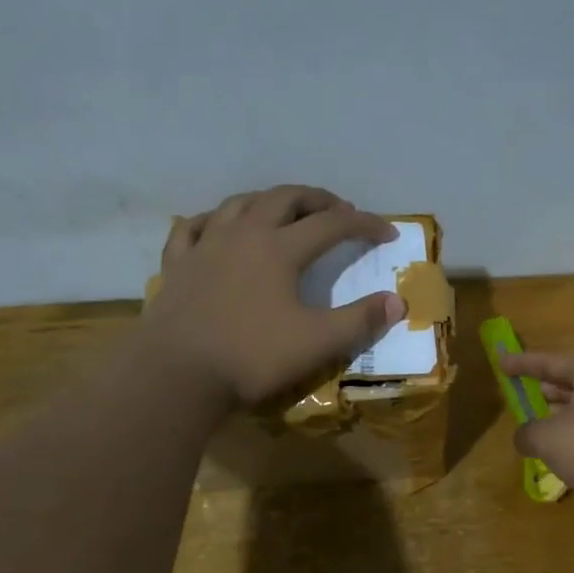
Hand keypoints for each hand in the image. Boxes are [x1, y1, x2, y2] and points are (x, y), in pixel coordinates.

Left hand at [143, 186, 405, 408]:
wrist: (175, 374)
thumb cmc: (251, 357)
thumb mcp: (317, 343)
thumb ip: (360, 320)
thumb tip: (398, 302)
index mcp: (279, 248)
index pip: (332, 225)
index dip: (364, 225)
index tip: (388, 233)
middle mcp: (243, 234)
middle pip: (285, 198)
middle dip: (317, 199)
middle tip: (338, 209)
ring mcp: (205, 245)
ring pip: (239, 204)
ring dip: (269, 200)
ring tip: (284, 210)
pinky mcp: (176, 264)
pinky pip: (193, 227)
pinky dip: (212, 220)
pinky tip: (217, 226)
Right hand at [499, 351, 573, 505]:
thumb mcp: (549, 440)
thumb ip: (528, 433)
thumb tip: (524, 437)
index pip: (552, 360)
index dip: (523, 363)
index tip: (500, 362)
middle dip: (548, 386)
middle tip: (525, 390)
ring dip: (565, 414)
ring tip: (542, 423)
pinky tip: (569, 453)